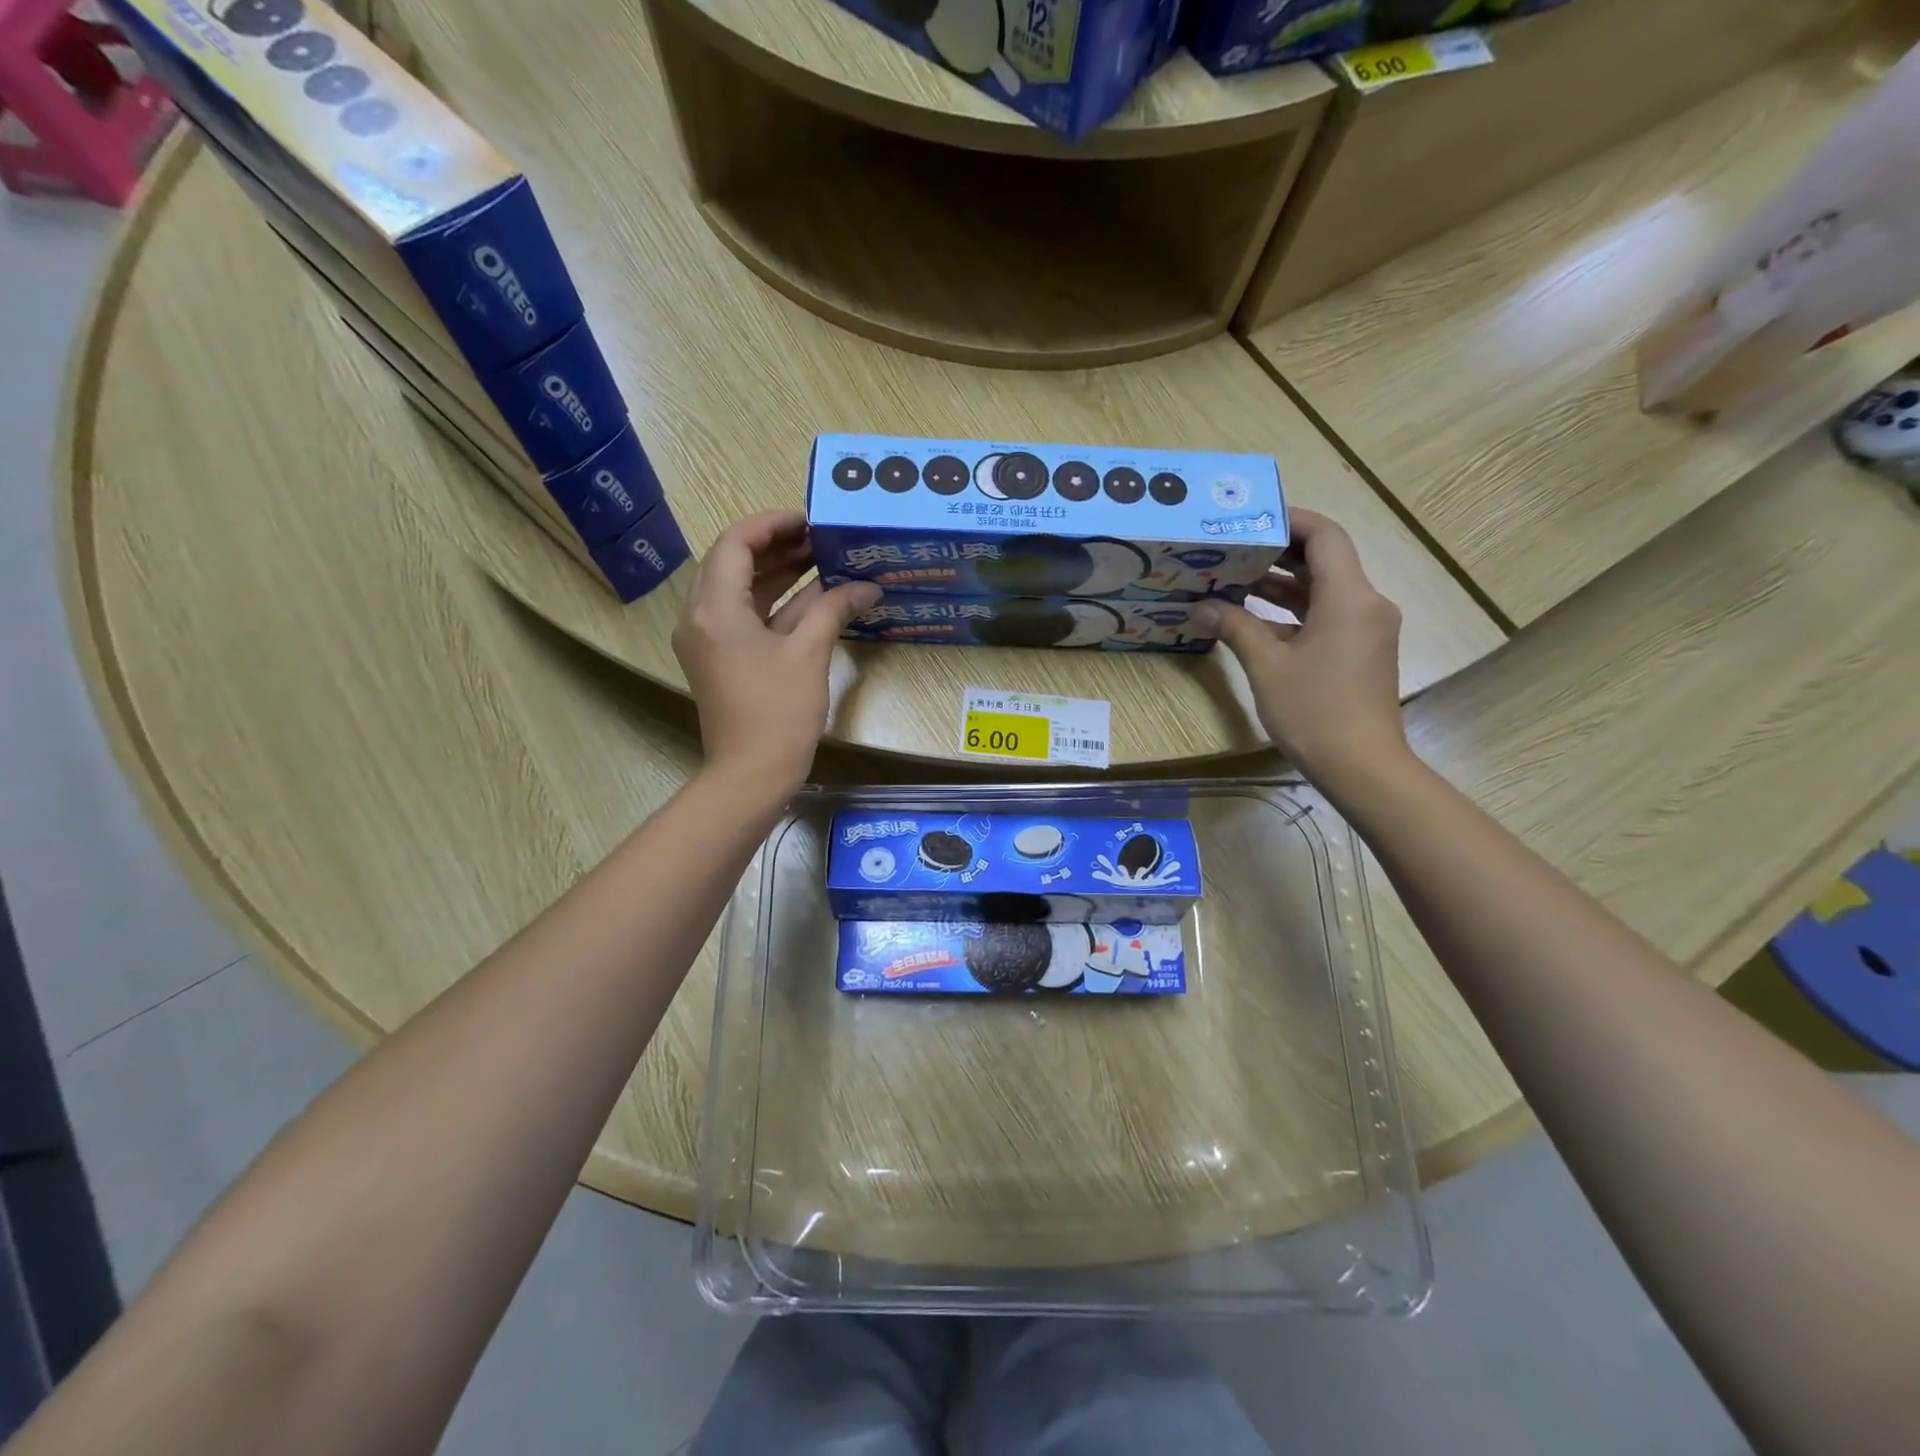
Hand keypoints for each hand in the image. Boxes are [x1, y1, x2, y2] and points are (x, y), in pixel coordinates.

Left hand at [672, 512, 879, 798]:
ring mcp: (708, 640)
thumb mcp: (808, 653)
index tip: (810, 520)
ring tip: (822, 560)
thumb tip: (868, 586)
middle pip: (735, 563)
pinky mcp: (720, 660)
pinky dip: (776, 605)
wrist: (751, 774)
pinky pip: (745, 618)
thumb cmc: (778, 712)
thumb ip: (834, 609)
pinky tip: (813, 598)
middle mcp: (700, 616)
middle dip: (779, 548)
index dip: (772, 524)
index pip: (736, 542)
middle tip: (822, 539)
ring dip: (779, 575)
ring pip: (741, 591)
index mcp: (714, 607)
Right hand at [1192, 509, 1408, 789]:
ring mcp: (1367, 629)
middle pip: (1325, 561)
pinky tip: (1255, 620)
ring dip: (1283, 585)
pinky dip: (1293, 612)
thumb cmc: (1314, 711)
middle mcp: (1366, 604)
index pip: (1325, 536)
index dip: (1290, 521)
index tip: (1251, 519)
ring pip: (1324, 591)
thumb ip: (1235, 628)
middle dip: (1278, 553)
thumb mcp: (1267, 666)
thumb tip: (1202, 607)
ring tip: (1235, 581)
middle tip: (1233, 549)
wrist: (1361, 766)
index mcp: (1349, 597)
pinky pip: (1327, 616)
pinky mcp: (1361, 652)